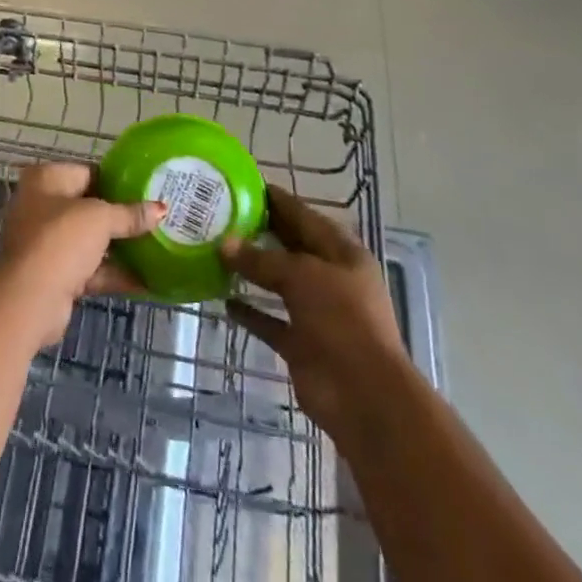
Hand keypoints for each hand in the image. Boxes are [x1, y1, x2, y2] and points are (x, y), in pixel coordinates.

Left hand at [0, 162, 164, 344]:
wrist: (30, 300)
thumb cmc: (61, 240)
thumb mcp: (100, 219)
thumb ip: (130, 214)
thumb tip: (162, 209)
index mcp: (46, 179)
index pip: (88, 172)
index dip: (118, 180)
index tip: (147, 189)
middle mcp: (41, 205)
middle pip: (90, 207)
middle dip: (121, 216)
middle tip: (155, 218)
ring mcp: (47, 242)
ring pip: (90, 240)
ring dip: (120, 246)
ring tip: (157, 246)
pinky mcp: (55, 274)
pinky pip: (89, 267)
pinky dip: (113, 272)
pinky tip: (146, 280)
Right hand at [221, 188, 407, 439]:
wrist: (364, 397)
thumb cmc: (342, 320)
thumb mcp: (302, 276)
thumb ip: (262, 259)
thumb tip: (224, 244)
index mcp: (342, 253)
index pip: (304, 215)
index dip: (277, 200)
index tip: (243, 184)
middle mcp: (331, 278)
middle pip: (290, 247)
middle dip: (260, 232)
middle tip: (221, 215)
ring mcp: (317, 313)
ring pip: (279, 283)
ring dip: (252, 271)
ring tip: (217, 252)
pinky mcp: (302, 344)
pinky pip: (271, 321)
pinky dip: (251, 312)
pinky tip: (223, 300)